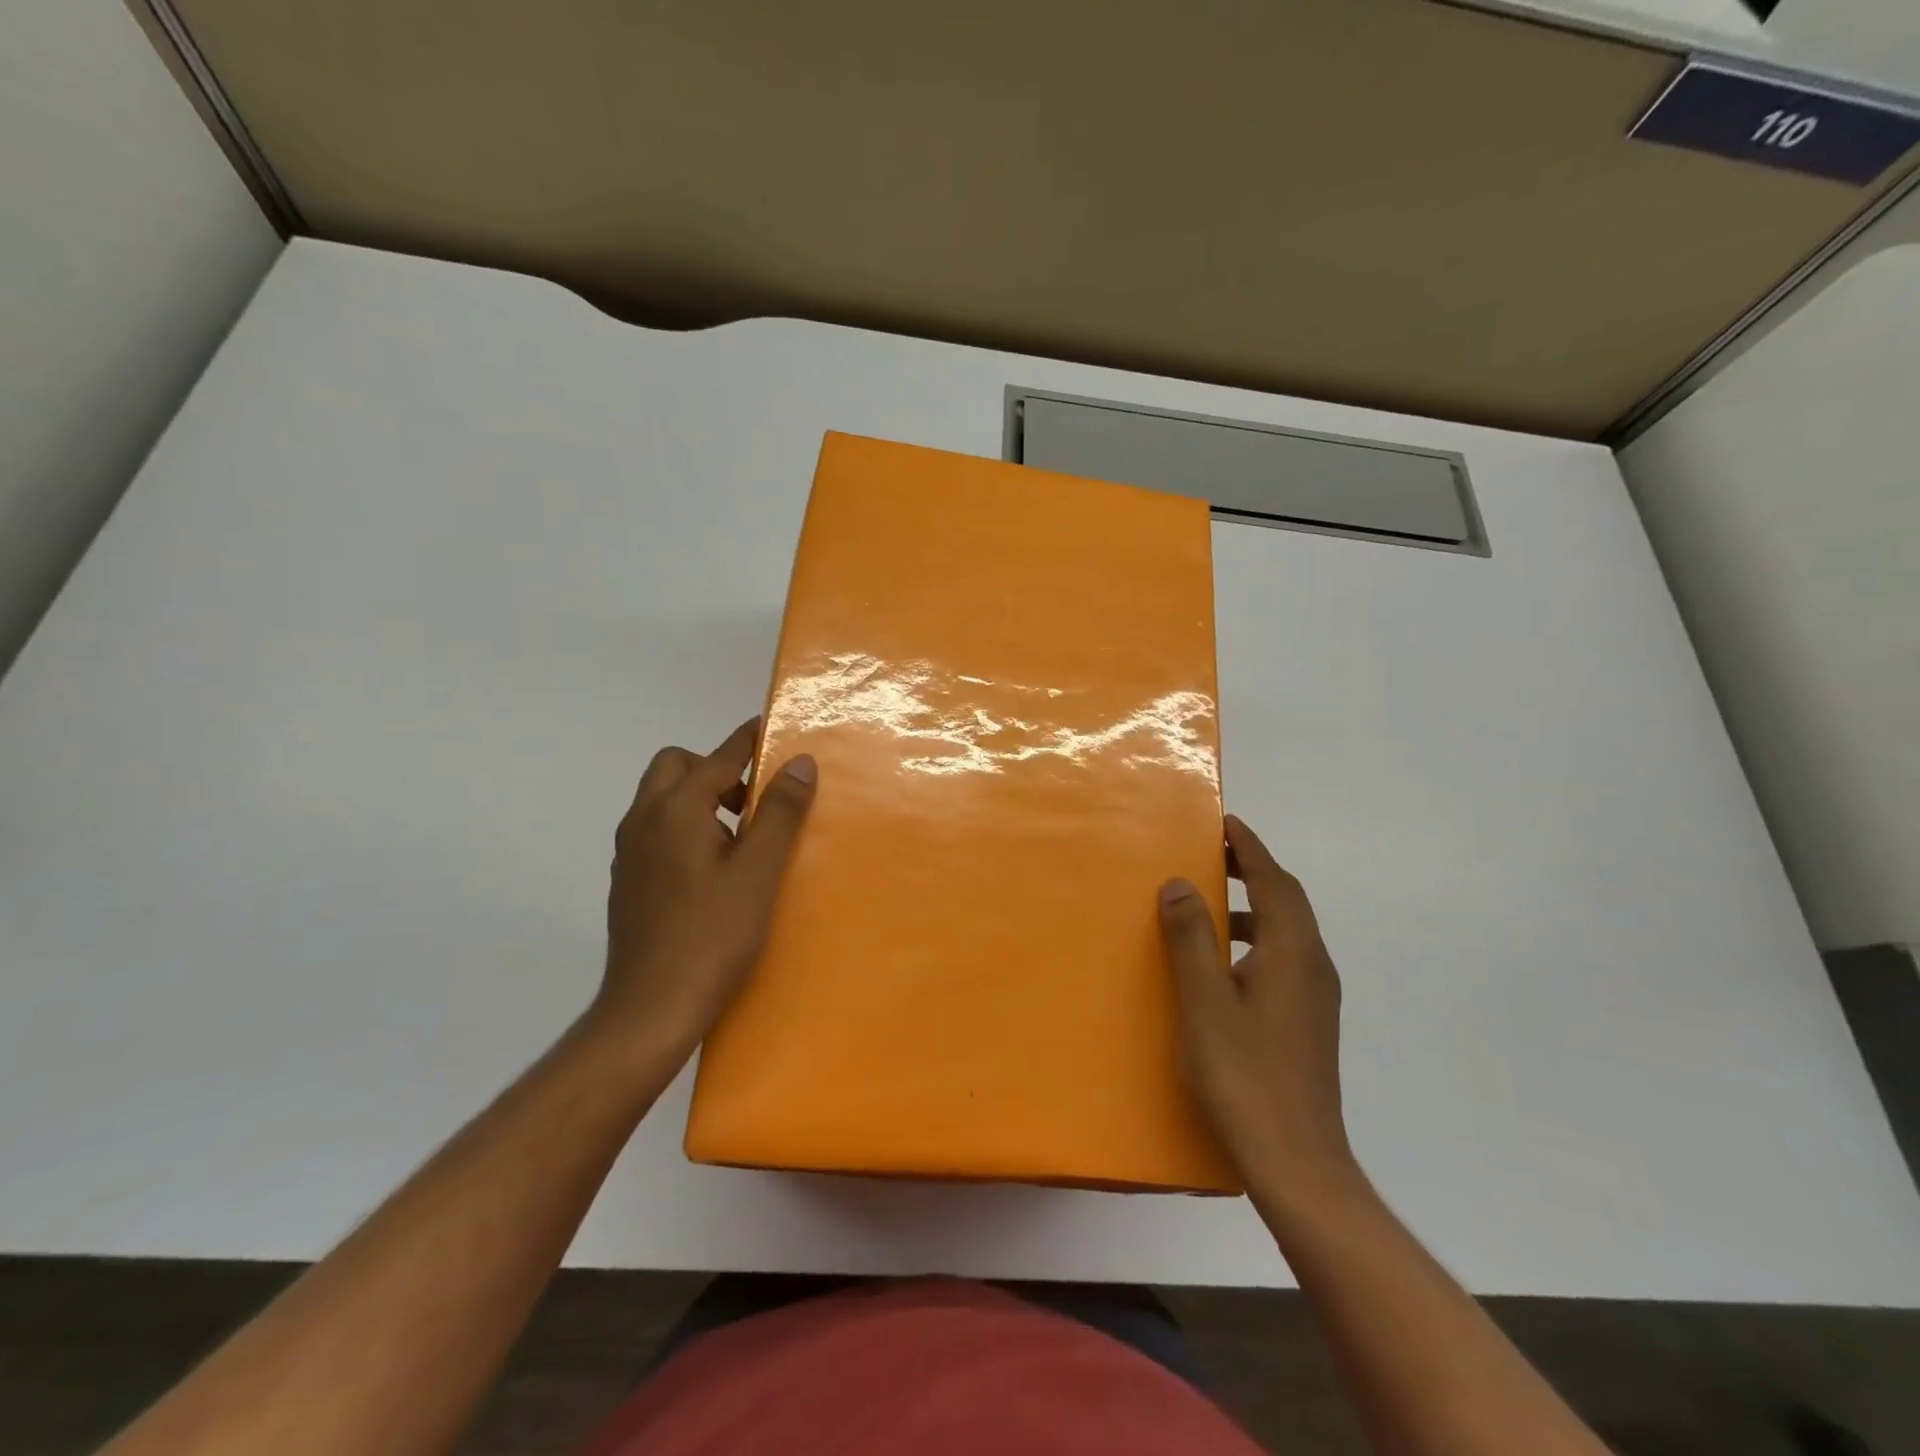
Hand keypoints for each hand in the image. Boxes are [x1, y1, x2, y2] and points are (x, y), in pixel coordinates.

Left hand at [592, 718, 816, 1065]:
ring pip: (662, 799)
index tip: (772, 727)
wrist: (650, 1009)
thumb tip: (799, 761)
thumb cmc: (712, 936)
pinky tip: (712, 869)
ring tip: (740, 837)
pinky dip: (684, 826)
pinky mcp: (627, 881)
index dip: (748, 739)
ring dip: (699, 797)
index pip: (718, 757)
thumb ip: (780, 812)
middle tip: (753, 801)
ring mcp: (629, 852)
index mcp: (675, 810)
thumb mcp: (759, 871)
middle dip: (715, 769)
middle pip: (676, 767)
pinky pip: (656, 830)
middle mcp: (643, 820)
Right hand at [1159, 815, 1359, 1206]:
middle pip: (1288, 902)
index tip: (1226, 823)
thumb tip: (1179, 884)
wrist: (1298, 1164)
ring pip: (1288, 933)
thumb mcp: (1206, 1001)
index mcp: (1293, 953)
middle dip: (1254, 872)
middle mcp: (1314, 967)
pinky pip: (1284, 960)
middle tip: (1213, 856)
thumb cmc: (1245, 1076)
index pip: (1276, 882)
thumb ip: (1191, 938)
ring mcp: (1316, 999)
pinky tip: (1225, 965)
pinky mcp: (1308, 1024)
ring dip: (1254, 907)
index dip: (1251, 849)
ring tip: (1211, 905)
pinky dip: (1257, 940)